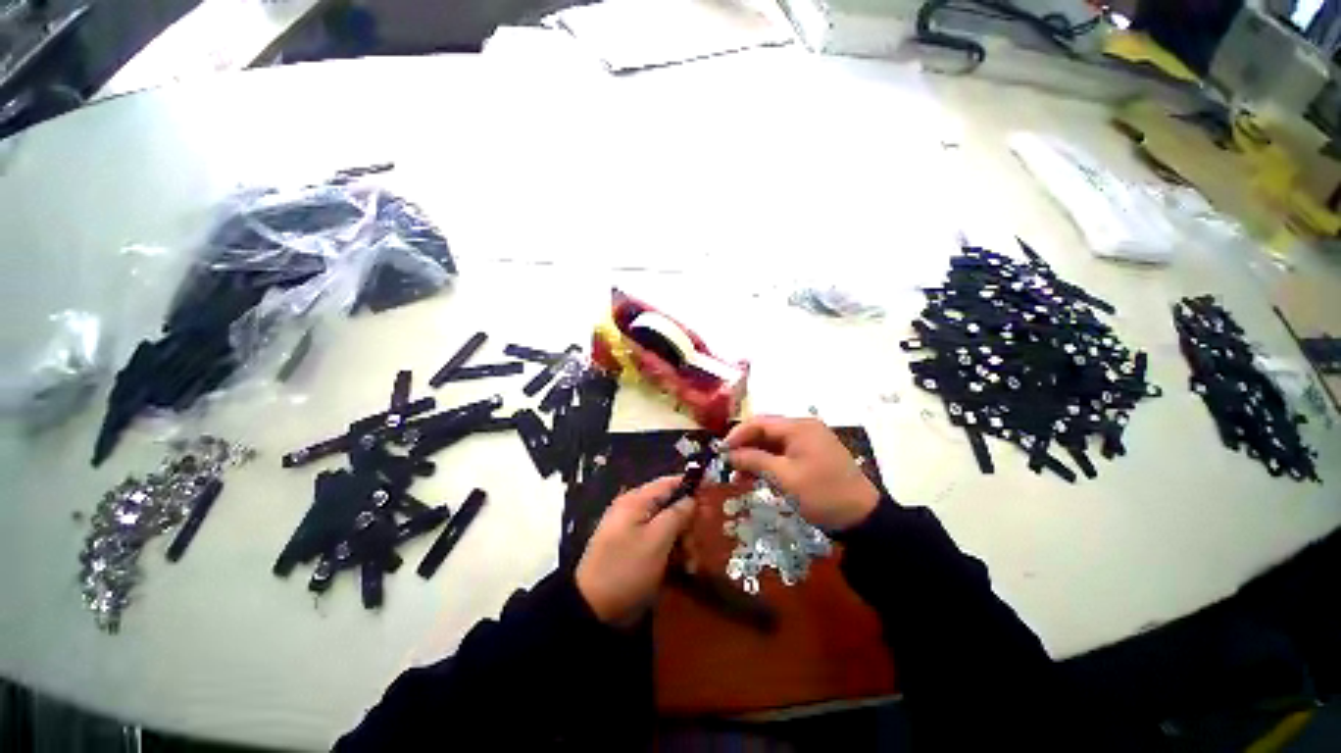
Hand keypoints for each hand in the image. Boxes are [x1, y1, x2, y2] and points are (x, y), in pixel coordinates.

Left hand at [575, 476, 695, 626]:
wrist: (592, 610)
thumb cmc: (627, 569)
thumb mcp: (657, 541)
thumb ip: (677, 514)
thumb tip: (692, 498)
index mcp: (636, 500)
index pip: (670, 482)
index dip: (693, 487)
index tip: (713, 500)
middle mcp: (634, 509)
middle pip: (671, 505)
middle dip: (688, 523)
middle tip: (696, 545)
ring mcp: (632, 529)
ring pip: (668, 525)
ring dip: (682, 541)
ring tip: (689, 564)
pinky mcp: (633, 547)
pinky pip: (658, 540)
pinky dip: (671, 551)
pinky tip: (680, 569)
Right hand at [725, 416, 879, 531]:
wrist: (863, 518)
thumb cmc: (822, 495)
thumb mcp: (784, 478)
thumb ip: (754, 460)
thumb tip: (729, 454)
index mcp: (799, 427)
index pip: (759, 422)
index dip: (737, 435)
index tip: (720, 452)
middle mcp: (804, 427)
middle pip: (765, 431)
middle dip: (745, 447)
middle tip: (728, 465)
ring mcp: (810, 440)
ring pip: (773, 443)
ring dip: (755, 456)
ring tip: (739, 476)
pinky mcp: (813, 454)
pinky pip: (784, 452)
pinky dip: (769, 462)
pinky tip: (757, 477)